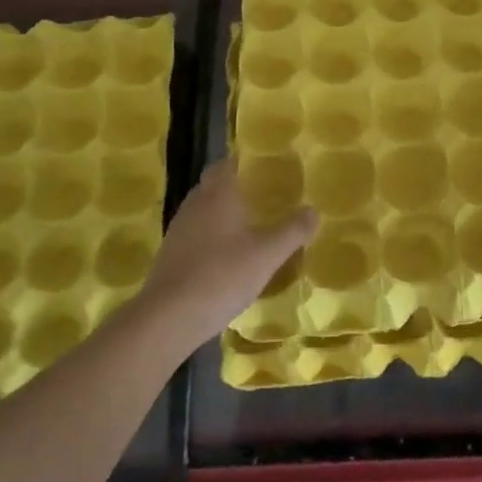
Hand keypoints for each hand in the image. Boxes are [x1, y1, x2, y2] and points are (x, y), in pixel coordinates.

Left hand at [141, 158, 317, 343]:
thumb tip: (313, 210)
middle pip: (214, 186)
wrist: (168, 318)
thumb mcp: (268, 254)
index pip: (226, 164)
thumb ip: (293, 230)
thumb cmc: (222, 275)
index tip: (267, 169)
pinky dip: (213, 238)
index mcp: (216, 195)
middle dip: (237, 188)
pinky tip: (230, 257)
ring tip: (252, 227)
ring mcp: (179, 231)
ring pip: (204, 212)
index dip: (244, 163)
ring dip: (224, 215)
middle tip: (266, 197)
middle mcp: (194, 205)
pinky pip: (197, 236)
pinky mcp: (171, 256)